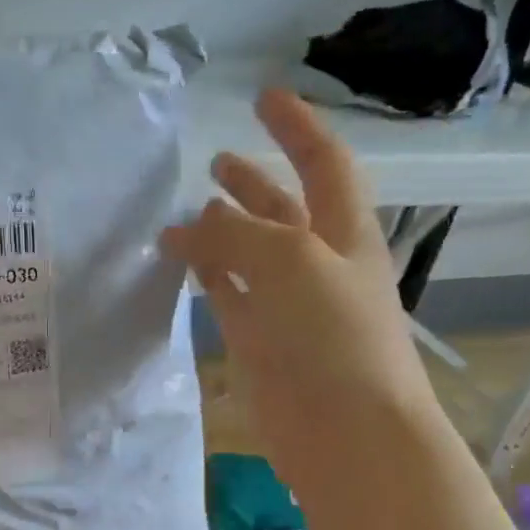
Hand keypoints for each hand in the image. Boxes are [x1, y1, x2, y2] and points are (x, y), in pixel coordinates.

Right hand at [161, 89, 439, 485]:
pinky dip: (207, 276)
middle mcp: (316, 265)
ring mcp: (286, 308)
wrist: (345, 431)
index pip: (323, 164)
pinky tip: (183, 261)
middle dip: (254, 183)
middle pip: (283, 211)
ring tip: (186, 214)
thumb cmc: (335, 335)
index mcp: (344, 234)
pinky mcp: (258, 345)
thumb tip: (188, 225)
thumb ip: (236, 235)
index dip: (297, 129)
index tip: (263, 98)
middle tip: (216, 161)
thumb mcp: (290, 261)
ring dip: (222, 232)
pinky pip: (228, 298)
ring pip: (249, 257)